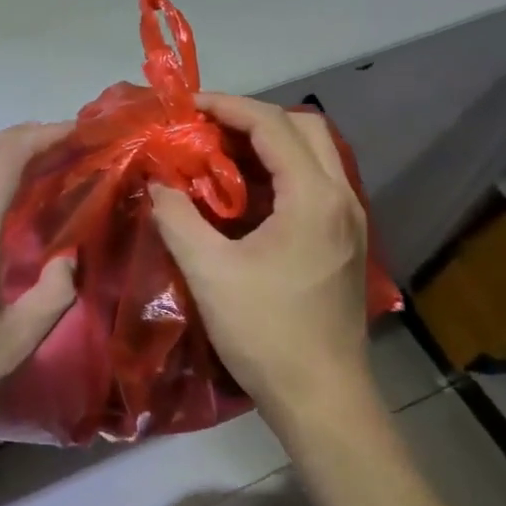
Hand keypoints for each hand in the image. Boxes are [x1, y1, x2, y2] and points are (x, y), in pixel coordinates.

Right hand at [150, 94, 376, 421]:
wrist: (322, 399)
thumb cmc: (265, 332)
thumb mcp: (209, 272)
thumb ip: (176, 217)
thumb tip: (156, 182)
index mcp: (313, 197)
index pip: (271, 125)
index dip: (227, 106)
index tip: (187, 106)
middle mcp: (341, 197)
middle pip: (304, 128)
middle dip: (253, 118)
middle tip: (207, 130)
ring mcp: (349, 220)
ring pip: (314, 154)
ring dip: (268, 144)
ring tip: (218, 156)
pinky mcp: (344, 241)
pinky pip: (314, 183)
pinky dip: (279, 172)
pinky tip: (243, 196)